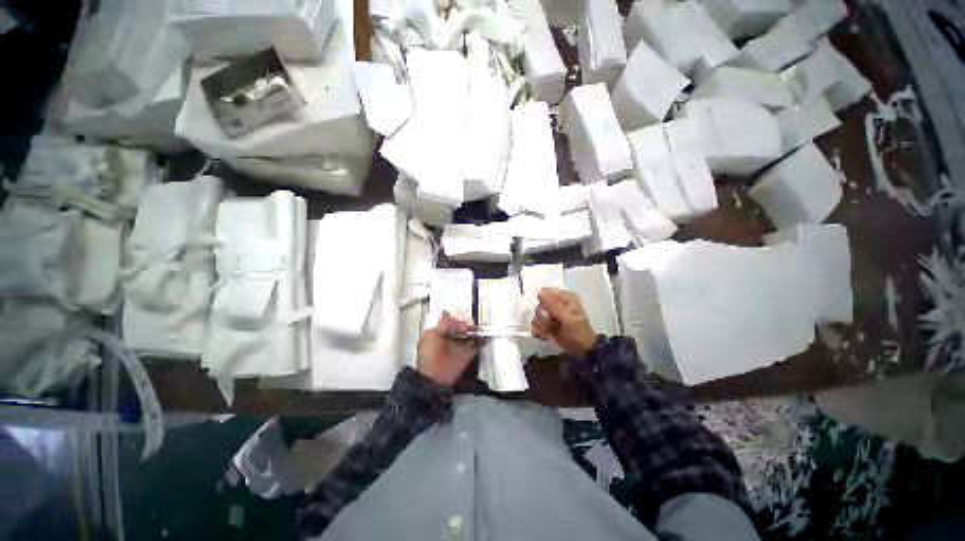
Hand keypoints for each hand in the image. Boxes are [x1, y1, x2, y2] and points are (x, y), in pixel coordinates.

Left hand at [417, 311, 478, 386]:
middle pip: (462, 328)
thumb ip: (442, 325)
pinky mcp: (466, 356)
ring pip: (470, 335)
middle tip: (467, 328)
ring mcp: (459, 347)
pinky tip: (485, 337)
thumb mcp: (432, 337)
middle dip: (466, 325)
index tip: (459, 322)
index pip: (451, 322)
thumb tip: (446, 313)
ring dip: (475, 331)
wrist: (434, 378)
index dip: (456, 320)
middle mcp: (450, 339)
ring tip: (477, 331)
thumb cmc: (429, 357)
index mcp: (440, 334)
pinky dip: (481, 341)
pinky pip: (476, 346)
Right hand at [531, 287, 596, 355]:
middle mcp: (557, 303)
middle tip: (551, 323)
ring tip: (548, 331)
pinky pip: (535, 323)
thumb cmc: (578, 332)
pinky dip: (538, 330)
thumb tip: (540, 293)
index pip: (546, 292)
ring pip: (537, 315)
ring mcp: (551, 314)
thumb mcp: (568, 317)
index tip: (548, 312)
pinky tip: (544, 335)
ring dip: (540, 325)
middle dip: (542, 316)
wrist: (581, 351)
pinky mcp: (546, 324)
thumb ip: (553, 305)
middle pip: (539, 304)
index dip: (543, 302)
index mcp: (565, 297)